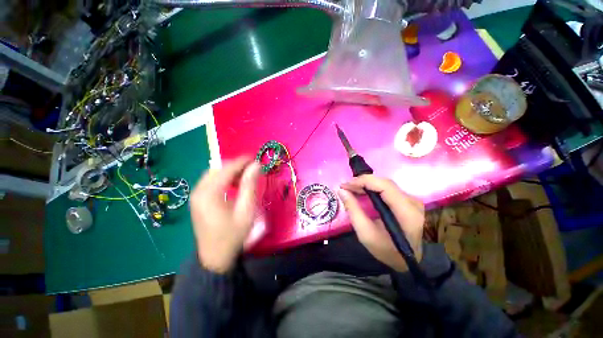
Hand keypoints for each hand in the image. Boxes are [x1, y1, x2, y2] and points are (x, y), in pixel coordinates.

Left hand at [190, 157, 260, 272]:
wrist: (215, 257)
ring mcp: (196, 195)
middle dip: (236, 165)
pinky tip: (233, 185)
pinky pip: (211, 182)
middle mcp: (199, 191)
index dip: (242, 161)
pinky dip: (223, 179)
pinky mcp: (197, 199)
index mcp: (210, 193)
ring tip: (245, 177)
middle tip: (252, 169)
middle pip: (218, 169)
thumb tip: (256, 165)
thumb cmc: (233, 235)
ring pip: (214, 174)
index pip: (227, 169)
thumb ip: (250, 186)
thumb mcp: (246, 210)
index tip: (256, 158)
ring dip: (230, 172)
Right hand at [338, 175, 424, 271]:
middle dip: (362, 182)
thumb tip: (341, 190)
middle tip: (345, 187)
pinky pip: (387, 189)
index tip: (345, 185)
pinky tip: (362, 192)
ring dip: (366, 184)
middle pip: (384, 183)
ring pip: (385, 184)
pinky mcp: (408, 201)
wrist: (407, 261)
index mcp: (406, 212)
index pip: (384, 186)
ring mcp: (412, 200)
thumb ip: (353, 210)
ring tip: (351, 189)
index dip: (363, 181)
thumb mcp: (365, 233)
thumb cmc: (386, 250)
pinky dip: (372, 188)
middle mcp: (412, 202)